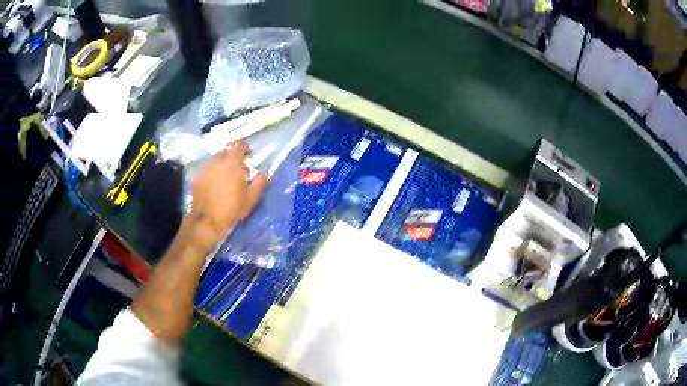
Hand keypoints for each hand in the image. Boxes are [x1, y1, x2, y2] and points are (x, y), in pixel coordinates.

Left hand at [187, 141, 267, 253]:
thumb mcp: (250, 199)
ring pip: (214, 160)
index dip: (244, 148)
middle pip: (225, 151)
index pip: (239, 145)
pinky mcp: (196, 177)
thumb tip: (266, 173)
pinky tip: (213, 185)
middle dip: (232, 156)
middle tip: (237, 168)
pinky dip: (211, 173)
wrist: (207, 222)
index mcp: (232, 163)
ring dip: (221, 164)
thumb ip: (259, 183)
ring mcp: (205, 168)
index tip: (248, 156)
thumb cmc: (232, 209)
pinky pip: (206, 170)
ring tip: (224, 177)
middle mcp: (217, 161)